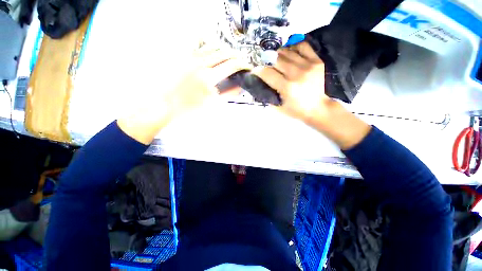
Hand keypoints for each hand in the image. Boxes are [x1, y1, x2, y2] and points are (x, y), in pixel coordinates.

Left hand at [117, 47, 249, 144]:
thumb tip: (239, 88)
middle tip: (239, 61)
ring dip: (222, 51)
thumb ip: (227, 94)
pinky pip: (196, 45)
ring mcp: (189, 57)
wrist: (166, 105)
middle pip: (223, 53)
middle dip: (234, 56)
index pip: (231, 65)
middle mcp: (200, 63)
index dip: (242, 64)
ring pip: (211, 47)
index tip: (247, 66)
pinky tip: (209, 51)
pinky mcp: (181, 57)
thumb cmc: (189, 108)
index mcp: (209, 77)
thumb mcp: (212, 104)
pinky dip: (207, 46)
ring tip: (227, 57)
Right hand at [254, 42, 370, 149]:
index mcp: (287, 87)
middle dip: (266, 59)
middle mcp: (296, 74)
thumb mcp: (279, 108)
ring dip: (278, 54)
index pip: (267, 73)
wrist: (319, 108)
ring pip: (287, 51)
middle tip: (263, 61)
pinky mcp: (316, 61)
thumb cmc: (297, 110)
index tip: (254, 69)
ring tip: (275, 58)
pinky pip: (303, 46)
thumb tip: (259, 85)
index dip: (258, 70)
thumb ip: (268, 97)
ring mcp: (308, 65)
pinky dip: (293, 47)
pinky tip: (289, 52)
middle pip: (276, 59)